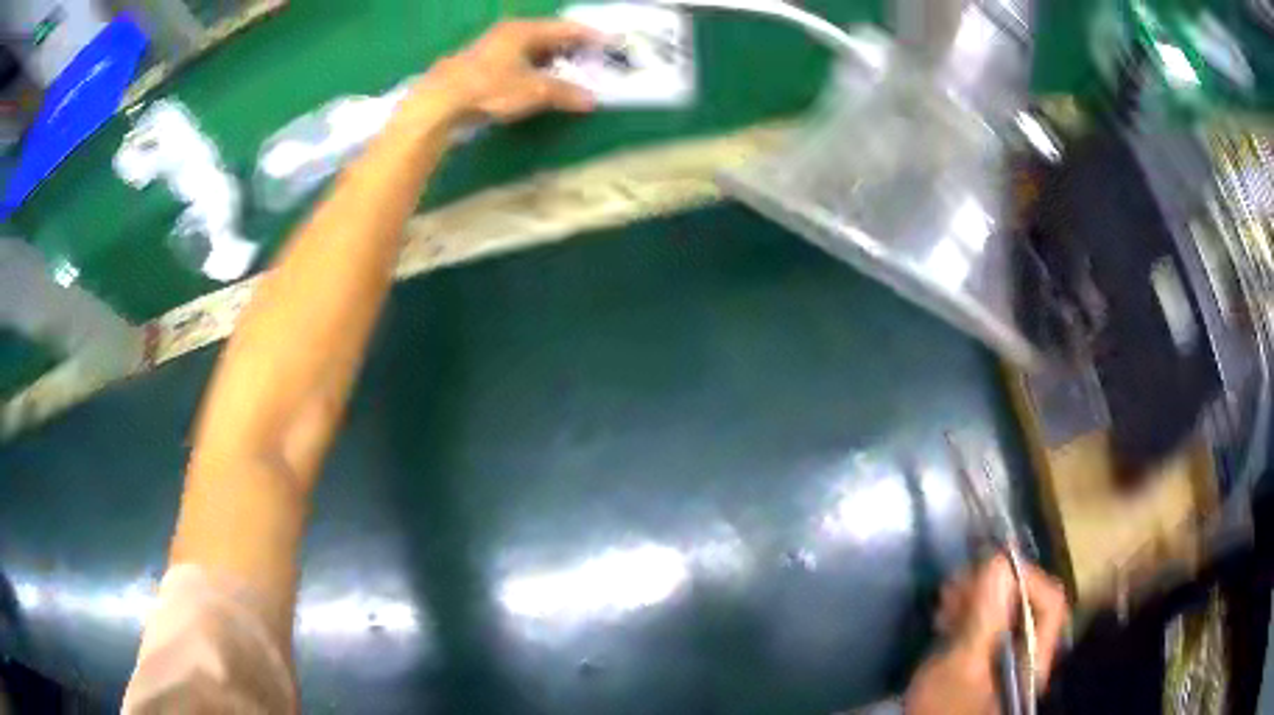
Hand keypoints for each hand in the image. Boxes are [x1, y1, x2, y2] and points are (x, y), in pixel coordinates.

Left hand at [416, 20, 598, 124]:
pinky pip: (516, 60)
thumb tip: (591, 100)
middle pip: (548, 36)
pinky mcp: (479, 64)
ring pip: (530, 49)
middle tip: (591, 60)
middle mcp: (508, 32)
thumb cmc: (490, 88)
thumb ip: (565, 93)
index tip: (610, 43)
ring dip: (550, 60)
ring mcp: (491, 47)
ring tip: (568, 73)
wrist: (439, 103)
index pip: (566, 28)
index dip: (590, 36)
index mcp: (524, 30)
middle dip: (570, 49)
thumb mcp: (534, 91)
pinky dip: (532, 68)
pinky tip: (536, 81)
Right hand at [904, 556, 1068, 714]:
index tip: (986, 571)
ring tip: (946, 601)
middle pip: (1026, 603)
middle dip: (993, 587)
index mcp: (1033, 655)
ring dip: (976, 598)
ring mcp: (1005, 657)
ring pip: (1004, 612)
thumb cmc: (944, 707)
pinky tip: (945, 618)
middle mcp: (1027, 652)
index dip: (1025, 578)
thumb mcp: (960, 664)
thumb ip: (983, 617)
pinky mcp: (984, 661)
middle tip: (956, 587)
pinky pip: (986, 625)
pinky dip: (967, 614)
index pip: (1049, 602)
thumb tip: (999, 562)